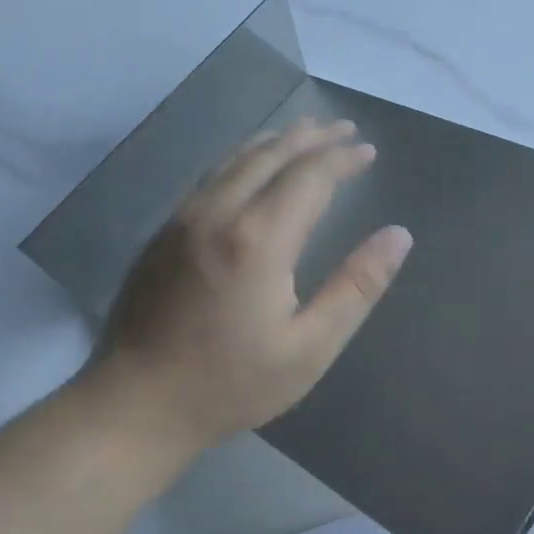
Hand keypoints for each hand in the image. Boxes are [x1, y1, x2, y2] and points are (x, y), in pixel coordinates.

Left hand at [87, 119, 413, 455]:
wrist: (135, 405)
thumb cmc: (231, 383)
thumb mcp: (310, 347)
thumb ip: (357, 286)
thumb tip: (399, 236)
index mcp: (259, 238)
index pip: (310, 175)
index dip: (342, 158)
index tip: (368, 150)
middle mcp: (218, 212)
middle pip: (271, 155)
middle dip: (312, 137)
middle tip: (344, 128)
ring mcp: (183, 218)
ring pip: (235, 159)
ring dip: (275, 142)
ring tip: (304, 133)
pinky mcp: (163, 233)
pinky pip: (211, 176)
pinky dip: (243, 159)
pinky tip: (251, 167)